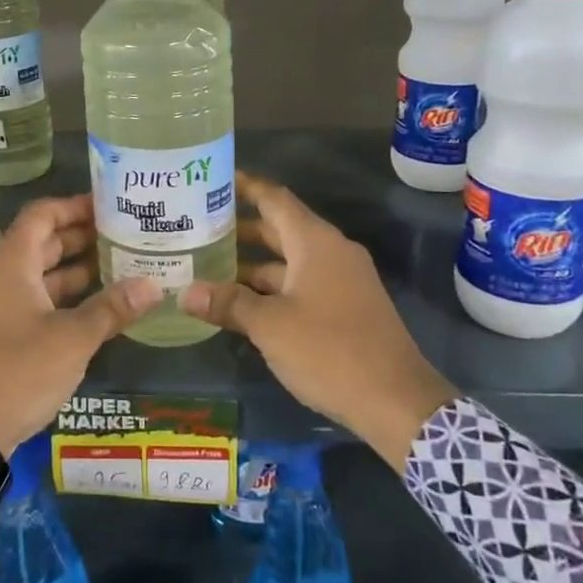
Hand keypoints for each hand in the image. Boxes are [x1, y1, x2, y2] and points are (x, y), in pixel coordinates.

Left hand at [0, 195, 161, 456]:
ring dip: (75, 268)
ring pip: (40, 274)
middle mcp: (0, 278)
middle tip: (123, 234)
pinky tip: (96, 307)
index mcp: (11, 265)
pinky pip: (36, 300)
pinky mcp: (0, 334)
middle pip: (42, 242)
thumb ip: (111, 309)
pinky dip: (64, 296)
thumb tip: (153, 285)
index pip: (41, 215)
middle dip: (81, 236)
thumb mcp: (72, 339)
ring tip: (119, 266)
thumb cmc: (17, 371)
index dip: (73, 206)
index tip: (108, 206)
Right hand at [181, 172, 456, 470]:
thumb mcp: (270, 326)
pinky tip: (241, 302)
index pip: (275, 199)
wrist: (397, 402)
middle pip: (280, 228)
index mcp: (315, 242)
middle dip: (241, 228)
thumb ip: (228, 304)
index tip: (213, 179)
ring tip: (209, 265)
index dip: (245, 186)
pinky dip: (272, 287)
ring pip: (289, 261)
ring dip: (253, 263)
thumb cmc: (330, 351)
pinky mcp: (346, 307)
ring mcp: (342, 281)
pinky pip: (301, 284)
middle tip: (197, 226)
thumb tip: (185, 294)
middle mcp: (331, 252)